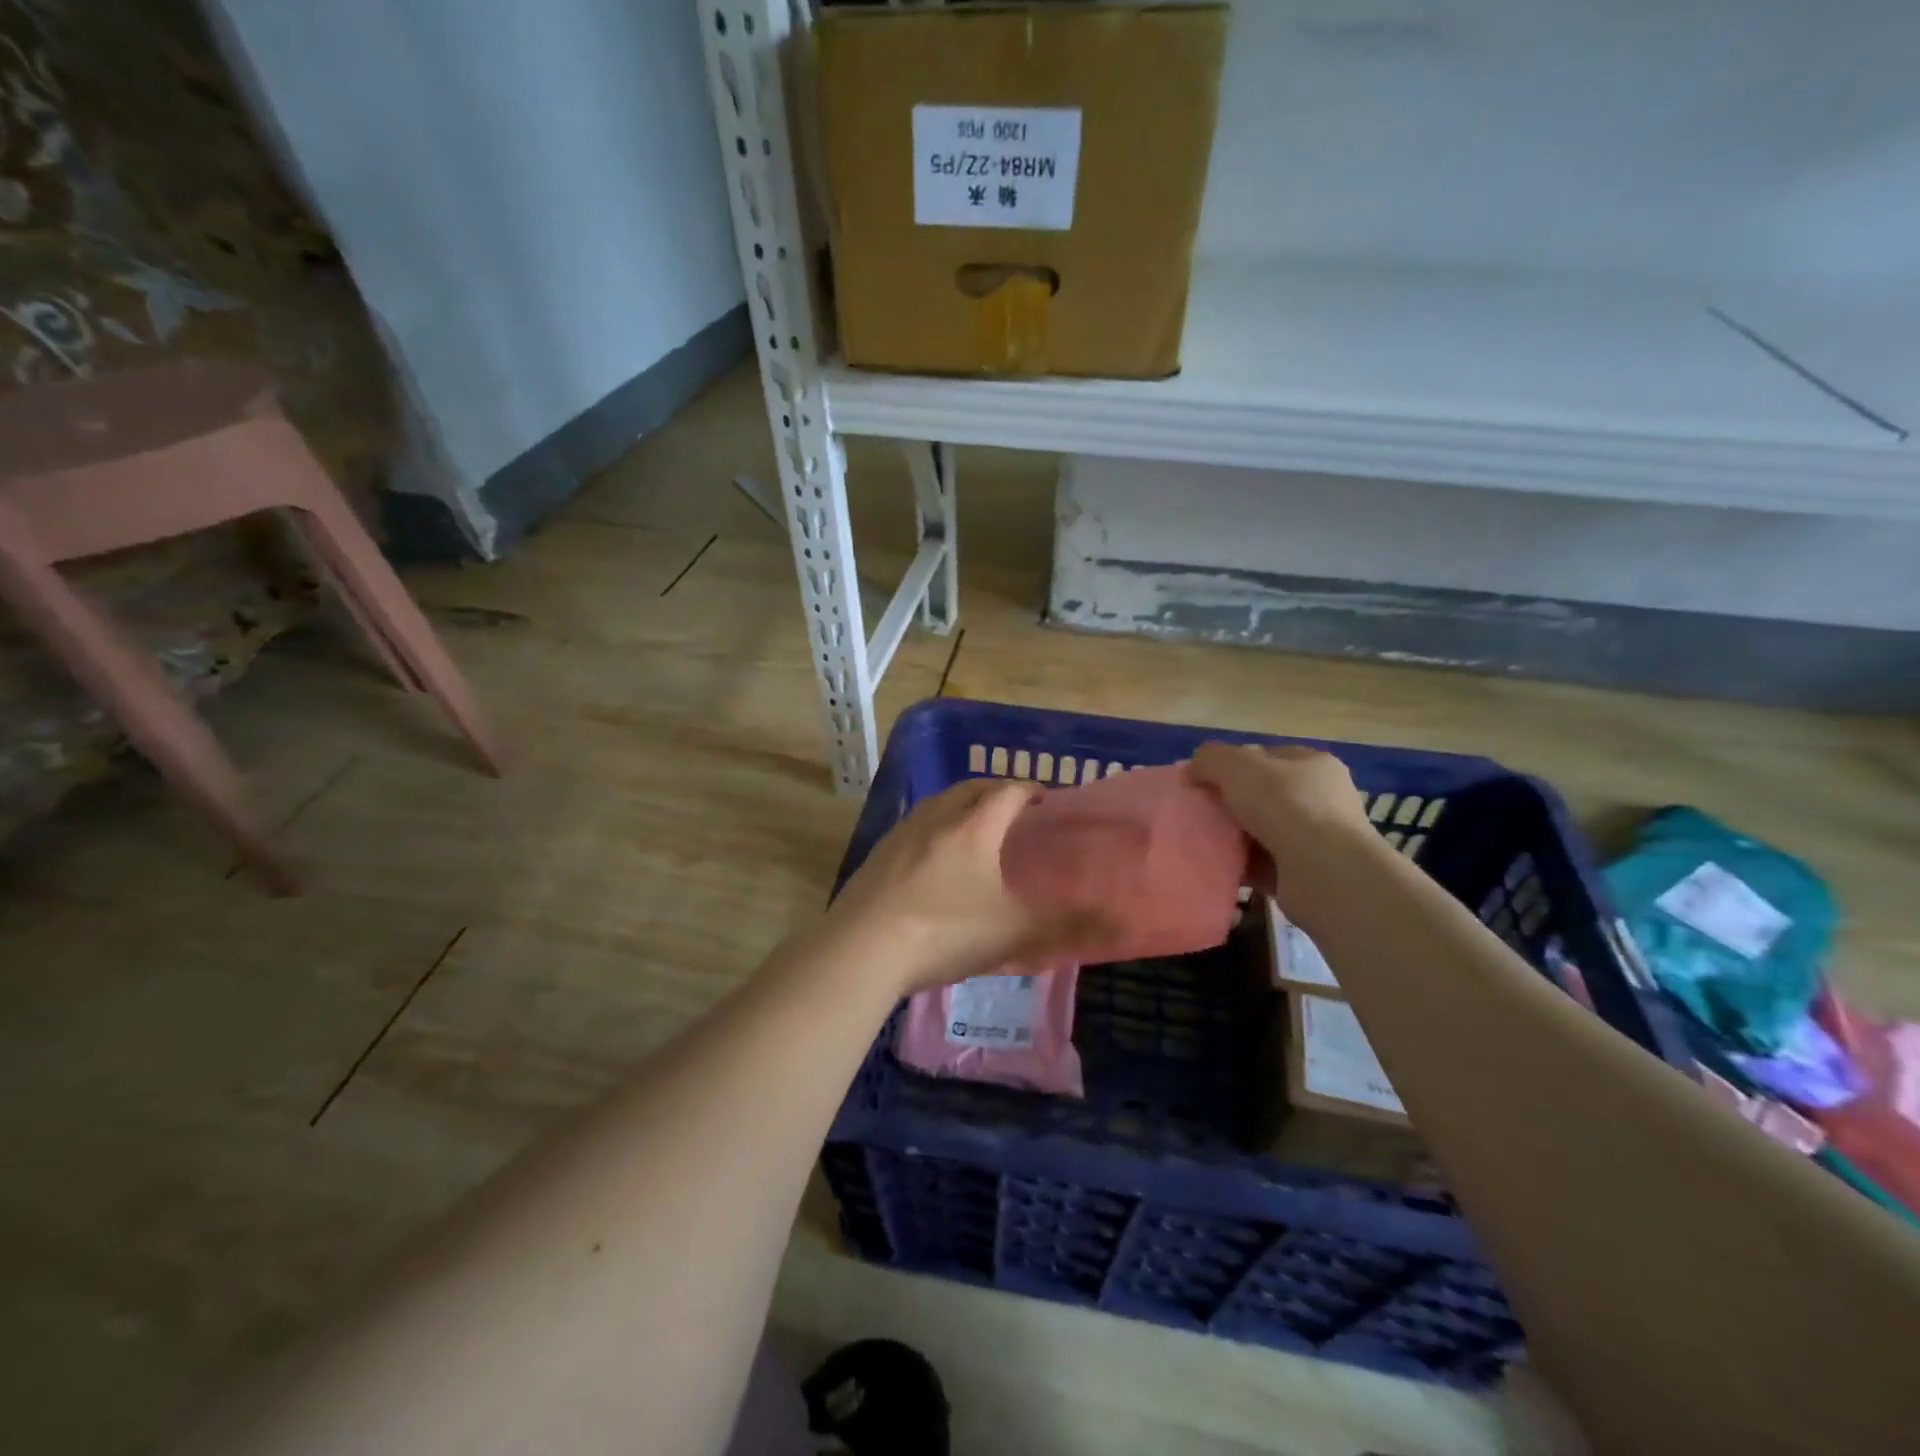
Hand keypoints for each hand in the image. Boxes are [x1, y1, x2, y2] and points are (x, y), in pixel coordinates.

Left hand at [824, 778, 1115, 993]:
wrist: (861, 950)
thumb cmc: (945, 932)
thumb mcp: (1013, 931)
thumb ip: (1067, 925)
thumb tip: (1120, 920)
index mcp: (972, 827)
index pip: (1008, 791)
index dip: (1031, 791)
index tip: (1047, 803)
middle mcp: (935, 819)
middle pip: (970, 789)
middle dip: (995, 792)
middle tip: (1015, 812)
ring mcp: (900, 835)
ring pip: (937, 805)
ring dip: (961, 808)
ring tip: (976, 832)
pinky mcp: (876, 857)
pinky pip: (913, 828)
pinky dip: (933, 830)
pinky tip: (933, 862)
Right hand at [1190, 742, 1378, 904]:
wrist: (1324, 873)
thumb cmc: (1286, 806)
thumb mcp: (1237, 766)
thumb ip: (1211, 758)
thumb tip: (1193, 768)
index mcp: (1313, 764)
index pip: (1265, 757)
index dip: (1230, 764)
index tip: (1201, 780)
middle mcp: (1320, 798)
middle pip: (1262, 795)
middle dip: (1229, 803)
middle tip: (1198, 812)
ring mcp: (1317, 838)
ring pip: (1261, 831)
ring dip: (1233, 837)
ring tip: (1202, 841)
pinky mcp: (1307, 874)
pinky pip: (1263, 864)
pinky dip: (1242, 865)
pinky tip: (1218, 866)